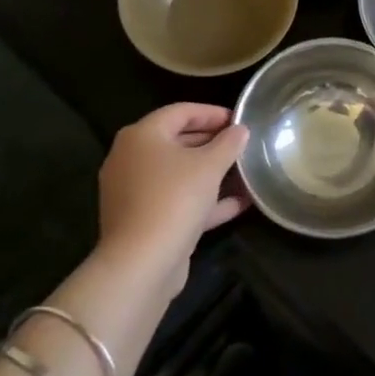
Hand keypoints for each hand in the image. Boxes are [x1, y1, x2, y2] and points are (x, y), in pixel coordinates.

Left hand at [96, 103, 248, 291]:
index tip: (240, 120)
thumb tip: (240, 130)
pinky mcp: (142, 219)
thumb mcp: (210, 165)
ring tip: (243, 171)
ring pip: (178, 173)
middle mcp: (131, 159)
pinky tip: (238, 203)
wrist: (142, 263)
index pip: (181, 112)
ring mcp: (134, 191)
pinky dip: (203, 200)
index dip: (213, 113)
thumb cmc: (175, 199)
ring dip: (210, 172)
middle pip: (177, 141)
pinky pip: (176, 200)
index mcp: (141, 136)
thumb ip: (228, 143)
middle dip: (212, 142)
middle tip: (242, 144)